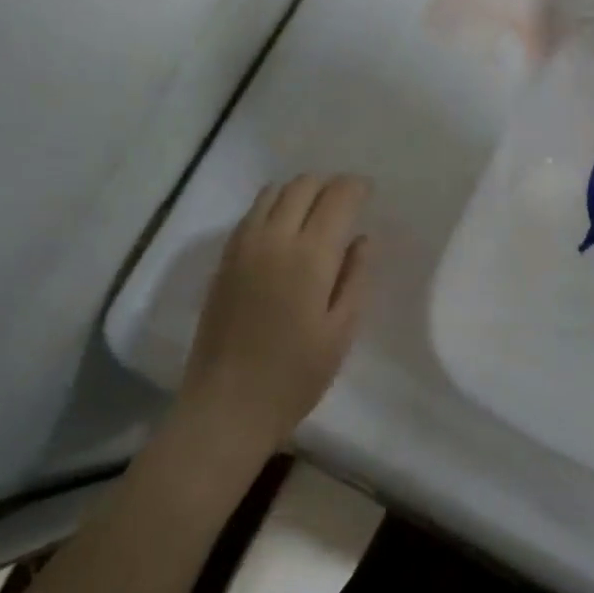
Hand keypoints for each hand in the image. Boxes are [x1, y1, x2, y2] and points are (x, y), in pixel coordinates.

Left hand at [177, 175, 374, 454]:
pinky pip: (252, 212)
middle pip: (304, 184)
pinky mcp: (225, 259)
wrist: (225, 407)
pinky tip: (284, 229)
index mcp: (311, 256)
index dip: (356, 187)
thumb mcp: (341, 331)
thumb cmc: (294, 376)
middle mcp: (275, 238)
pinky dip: (274, 205)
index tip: (369, 193)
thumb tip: (363, 239)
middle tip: (346, 203)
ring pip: (274, 191)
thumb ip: (355, 277)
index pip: (338, 197)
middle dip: (329, 185)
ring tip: (315, 212)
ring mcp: (244, 245)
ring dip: (300, 191)